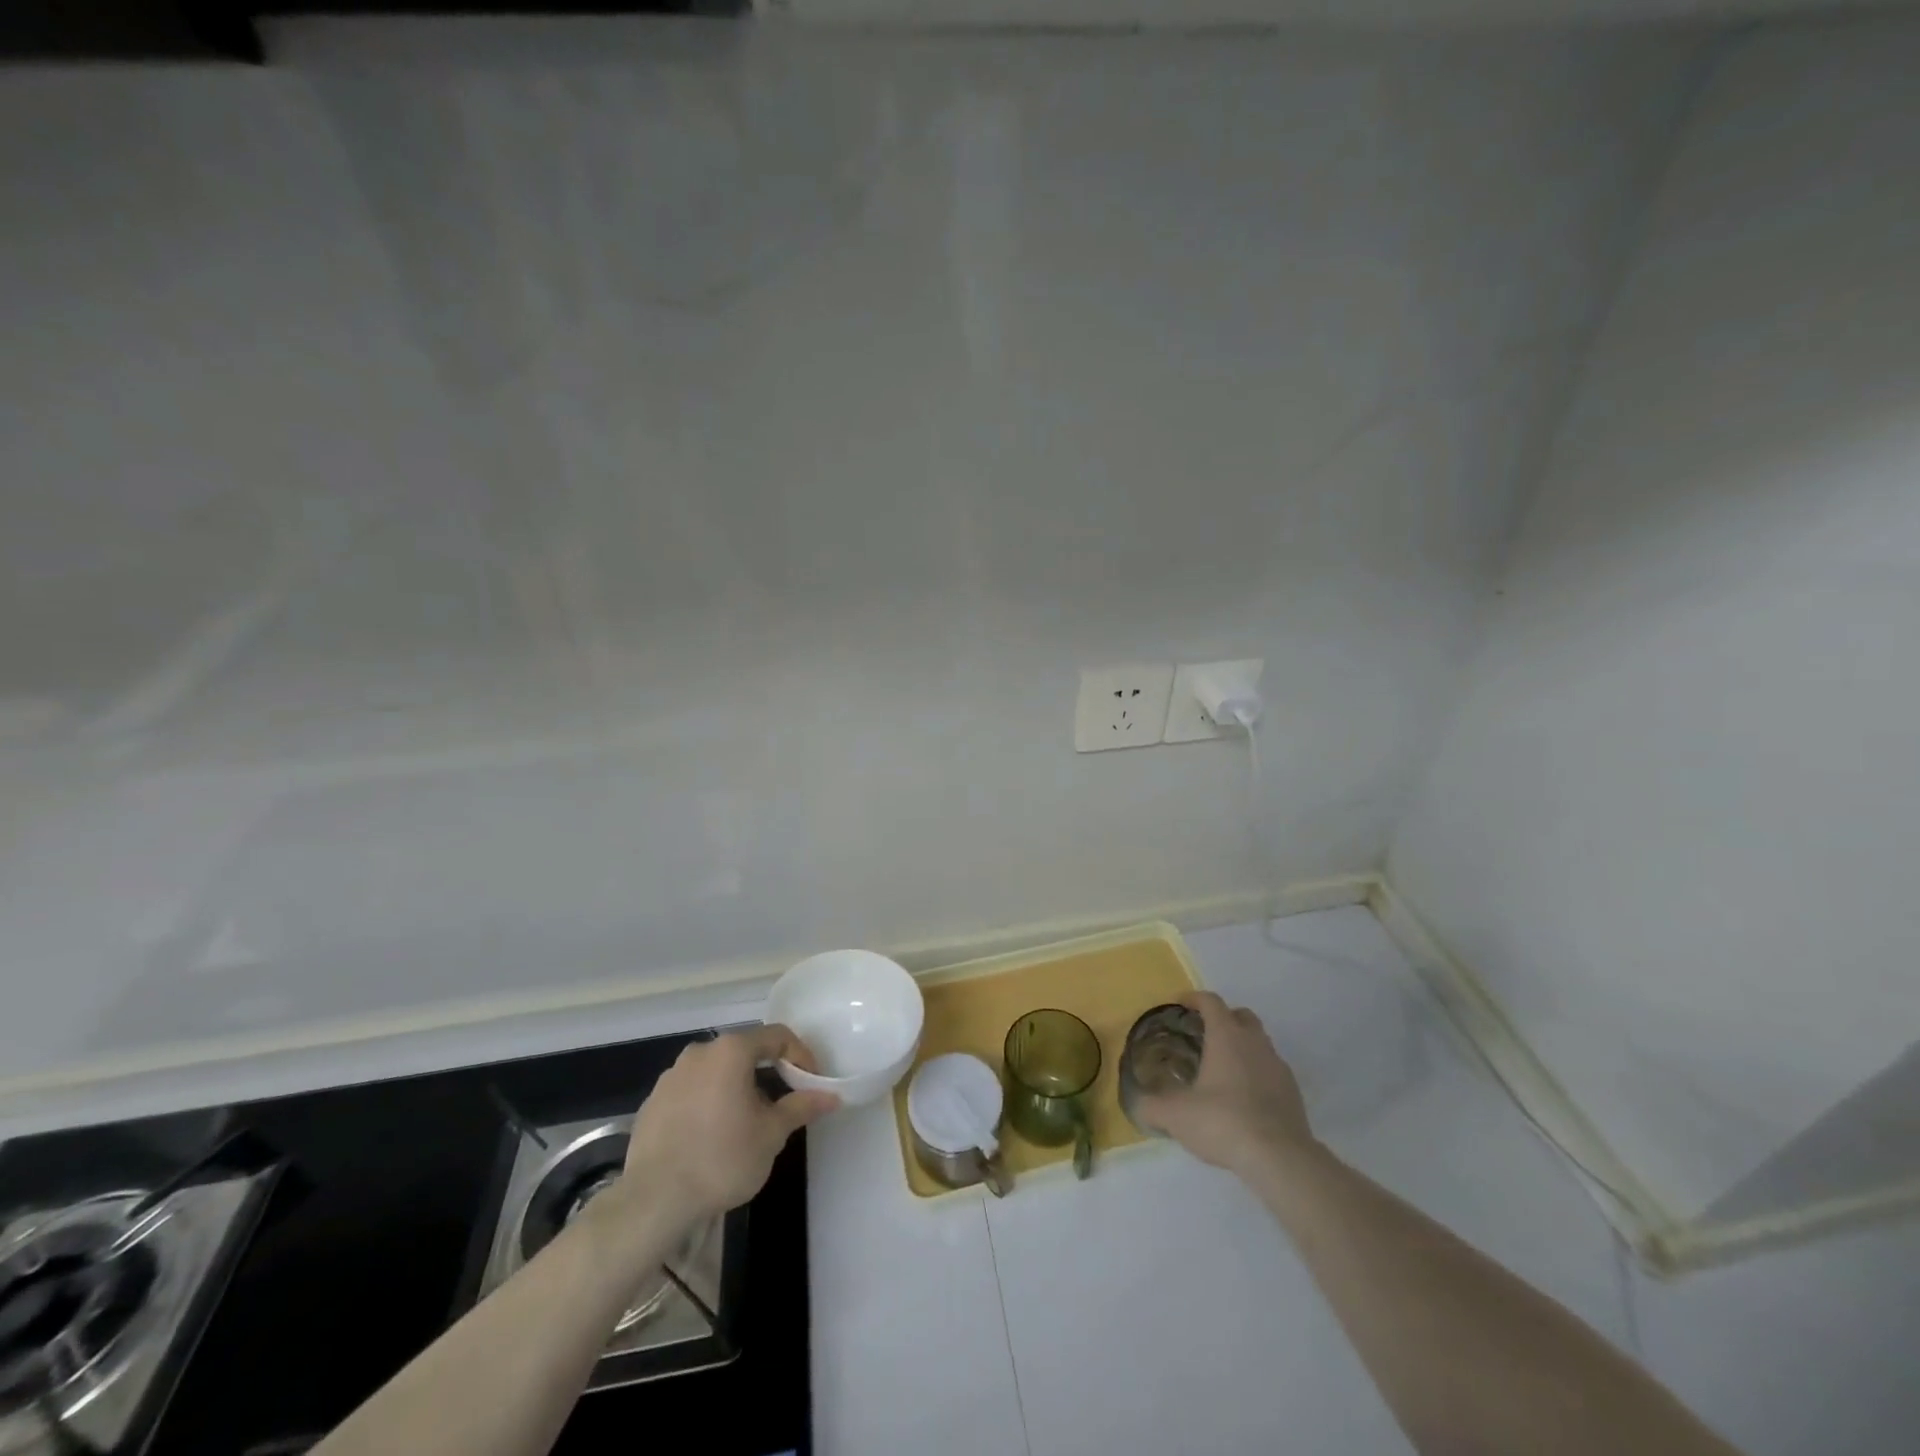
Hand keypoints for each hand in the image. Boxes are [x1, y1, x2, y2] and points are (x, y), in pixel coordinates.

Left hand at [621, 1025, 838, 1224]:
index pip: (777, 1036)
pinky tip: (711, 1137)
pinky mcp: (652, 1103)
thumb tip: (831, 1096)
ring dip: (736, 1088)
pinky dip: (708, 1103)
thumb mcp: (772, 1134)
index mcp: (731, 1051)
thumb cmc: (722, 1159)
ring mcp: (671, 1076)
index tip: (811, 1083)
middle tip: (782, 1103)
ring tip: (746, 1123)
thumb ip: (801, 1107)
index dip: (800, 1055)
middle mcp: (699, 1052)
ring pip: (715, 1071)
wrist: (653, 1202)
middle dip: (767, 1072)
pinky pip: (691, 1092)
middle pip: (744, 1051)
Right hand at [1135, 992, 1317, 1176]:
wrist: (1280, 1158)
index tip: (1179, 1005)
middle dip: (1223, 1019)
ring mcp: (1278, 1066)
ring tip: (1223, 1071)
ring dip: (1242, 1047)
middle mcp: (1254, 1042)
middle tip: (1203, 1036)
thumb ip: (1152, 1106)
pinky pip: (1271, 1071)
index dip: (1193, 998)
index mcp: (1226, 1035)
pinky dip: (1257, 1074)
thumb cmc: (1223, 1121)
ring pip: (1259, 1043)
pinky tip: (1244, 1099)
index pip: (1210, 1001)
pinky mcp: (1293, 1092)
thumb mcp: (1176, 1115)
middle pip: (1241, 1015)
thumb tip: (1138, 1104)